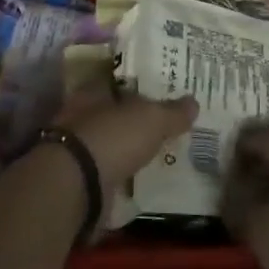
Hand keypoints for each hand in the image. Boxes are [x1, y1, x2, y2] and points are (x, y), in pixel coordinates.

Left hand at [57, 88, 198, 195]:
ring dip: (124, 149)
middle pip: (111, 113)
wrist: (75, 187)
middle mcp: (79, 116)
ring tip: (152, 153)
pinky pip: (104, 173)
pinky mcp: (76, 180)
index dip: (137, 85)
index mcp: (92, 91)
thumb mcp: (152, 119)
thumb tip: (194, 102)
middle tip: (159, 124)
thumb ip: (173, 112)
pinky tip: (136, 180)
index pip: (116, 81)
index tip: (158, 92)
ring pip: (106, 143)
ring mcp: (74, 149)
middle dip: (131, 119)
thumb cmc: (113, 137)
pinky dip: (117, 176)